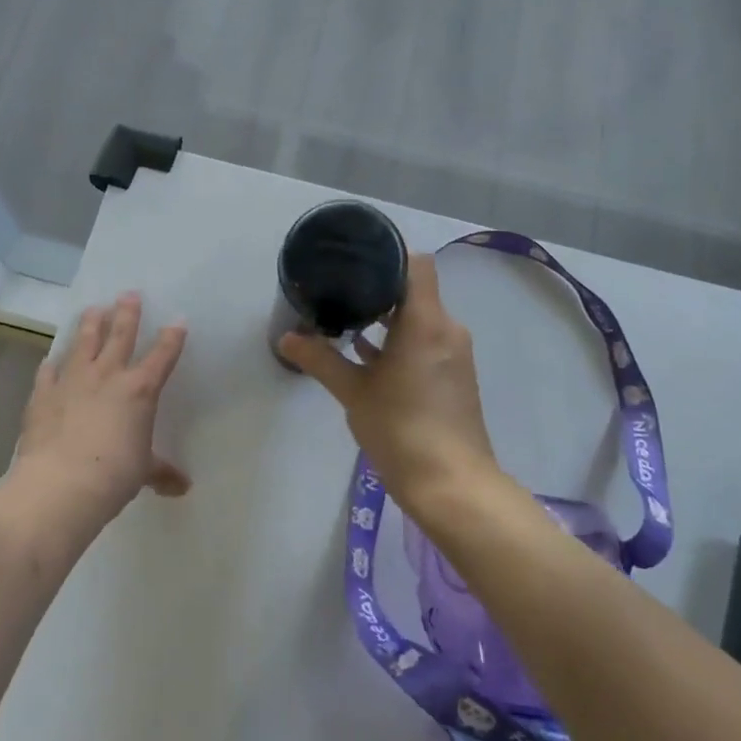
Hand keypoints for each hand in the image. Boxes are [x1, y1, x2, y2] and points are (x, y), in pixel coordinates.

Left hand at [14, 292, 189, 517]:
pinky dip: (51, 365)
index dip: (172, 339)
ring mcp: (72, 381)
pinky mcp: (43, 394)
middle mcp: (107, 376)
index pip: (162, 357)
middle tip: (129, 294)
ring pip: (83, 343)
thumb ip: (160, 472)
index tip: (178, 321)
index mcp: (139, 390)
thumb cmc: (114, 475)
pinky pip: (48, 372)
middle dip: (127, 313)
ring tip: (93, 309)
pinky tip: (51, 360)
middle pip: (120, 335)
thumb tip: (182, 488)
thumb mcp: (143, 472)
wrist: (61, 484)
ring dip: (90, 325)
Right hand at [278, 254, 497, 513]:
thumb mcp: (354, 393)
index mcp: (426, 322)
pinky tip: (366, 354)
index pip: (416, 264)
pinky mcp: (453, 376)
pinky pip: (426, 341)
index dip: (389, 254)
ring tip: (346, 318)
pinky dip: (399, 341)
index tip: (356, 257)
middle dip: (379, 287)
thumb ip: (321, 360)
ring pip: (420, 318)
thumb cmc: (402, 430)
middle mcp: (446, 329)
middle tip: (339, 286)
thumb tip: (287, 338)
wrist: (453, 486)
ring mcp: (453, 354)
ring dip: (388, 317)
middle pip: (415, 290)